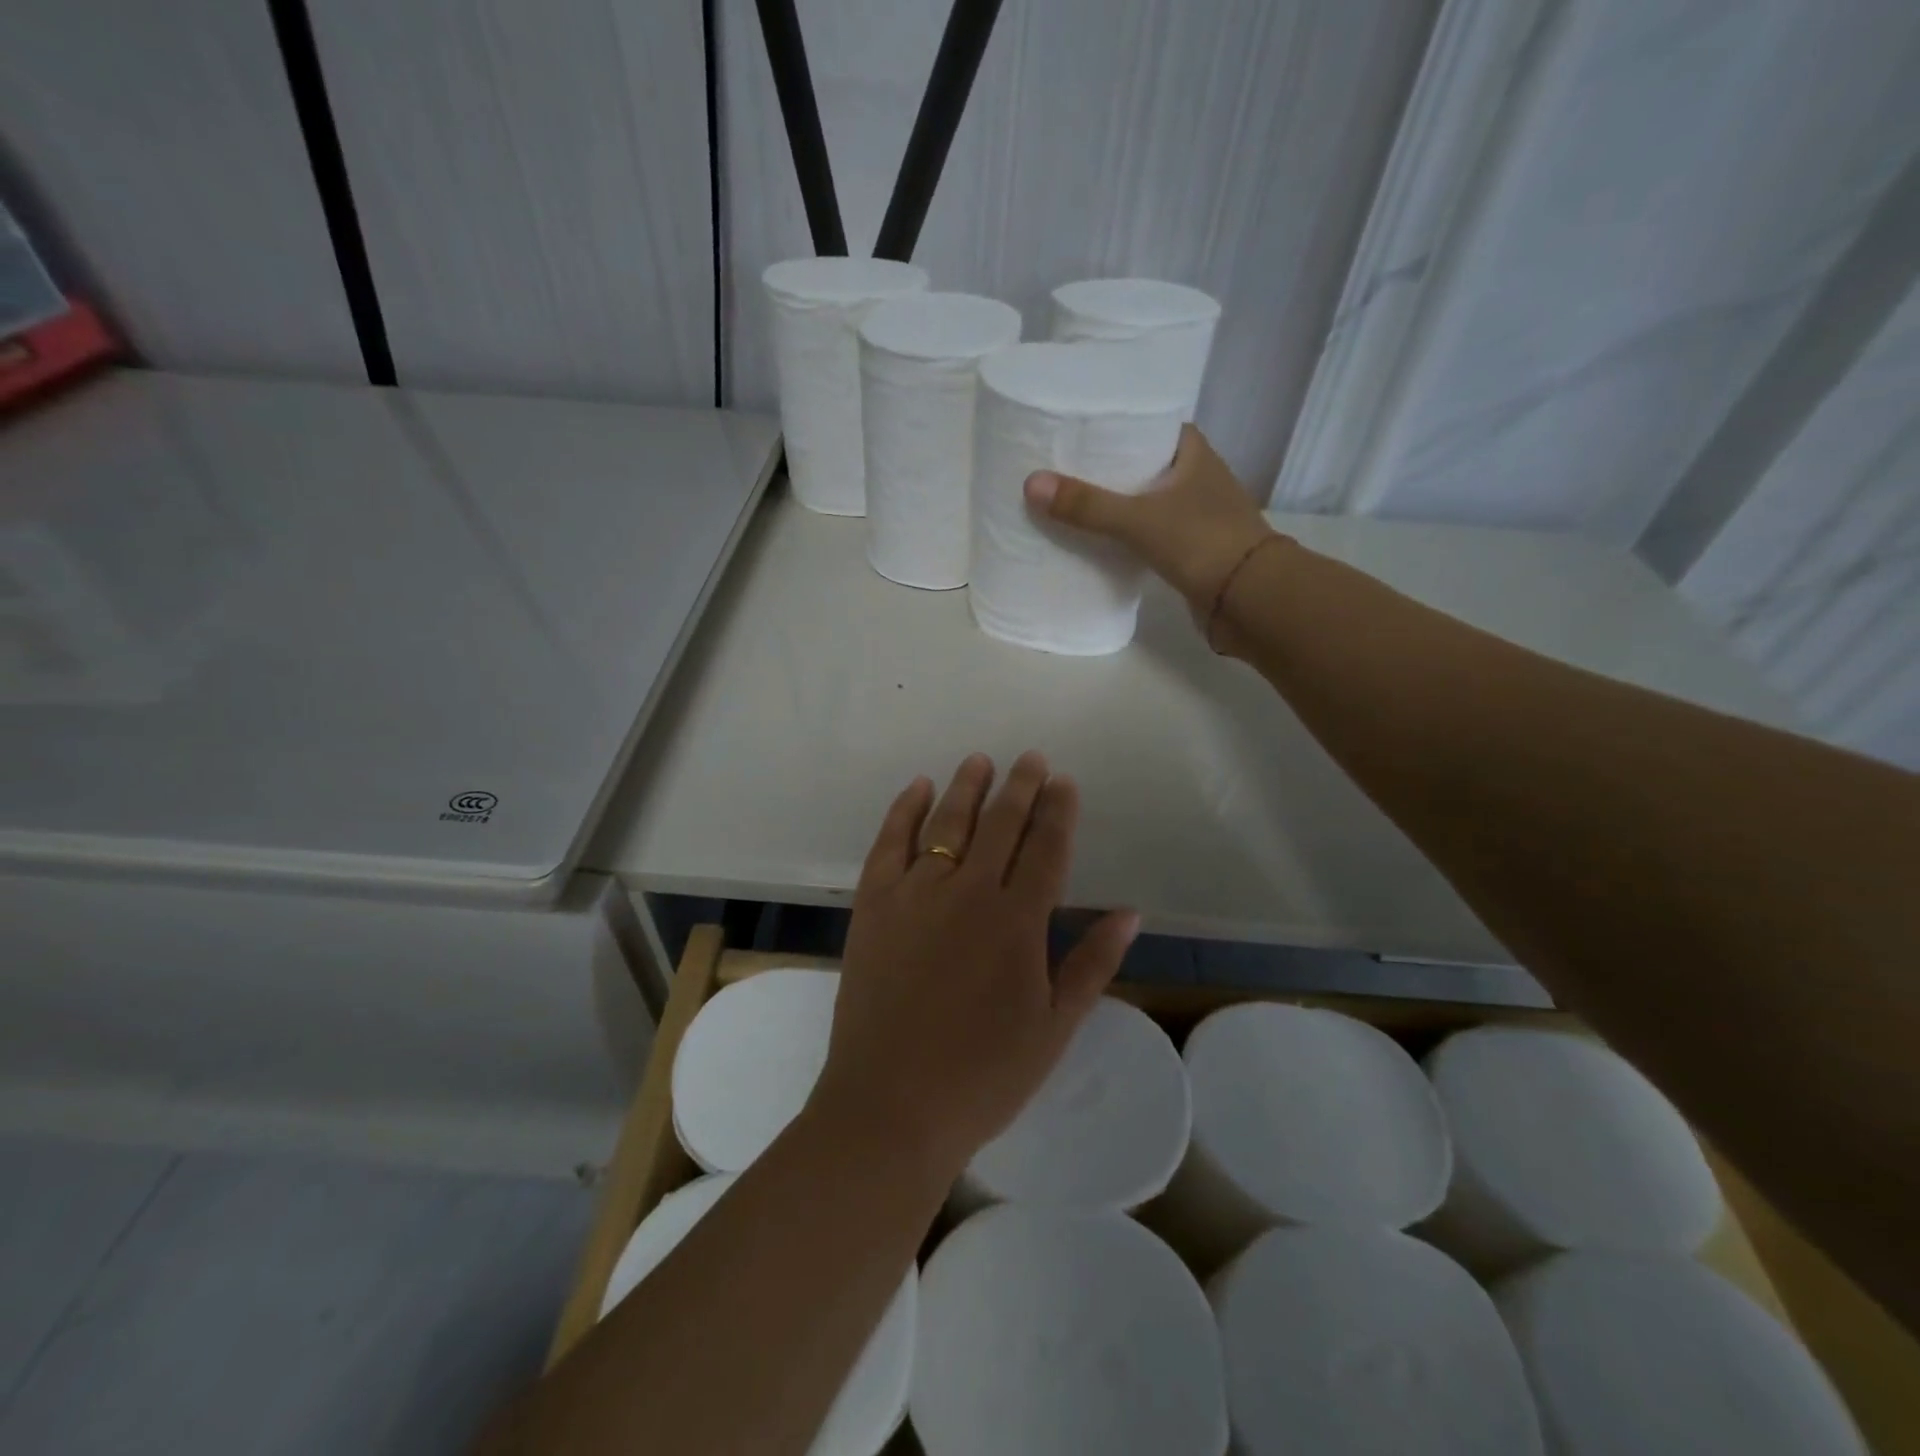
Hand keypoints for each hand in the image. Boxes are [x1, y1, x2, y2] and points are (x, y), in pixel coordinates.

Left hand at [811, 752, 1140, 1179]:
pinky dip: (905, 809)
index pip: (1046, 848)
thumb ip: (1092, 963)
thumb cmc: (983, 1075)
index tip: (1064, 781)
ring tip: (981, 761)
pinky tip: (918, 788)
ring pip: (947, 822)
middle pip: (1000, 823)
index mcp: (1018, 921)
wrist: (890, 1106)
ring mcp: (916, 893)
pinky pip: (890, 842)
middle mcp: (969, 892)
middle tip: (1031, 758)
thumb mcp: (1054, 1027)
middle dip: (1020, 786)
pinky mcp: (873, 904)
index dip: (1058, 811)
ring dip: (968, 787)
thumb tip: (1129, 912)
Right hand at [1024, 423, 1279, 626]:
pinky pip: (1155, 535)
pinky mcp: (1195, 552)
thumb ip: (1087, 505)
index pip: (1157, 426)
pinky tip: (1104, 542)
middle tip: (1071, 467)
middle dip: (1116, 467)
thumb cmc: (1201, 542)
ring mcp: (1200, 518)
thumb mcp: (1138, 519)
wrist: (1250, 600)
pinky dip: (1132, 536)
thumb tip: (1032, 484)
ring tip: (1078, 503)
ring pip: (1153, 502)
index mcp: (1196, 455)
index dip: (1126, 425)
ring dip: (1124, 504)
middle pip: (1151, 465)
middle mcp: (1201, 480)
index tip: (1089, 430)